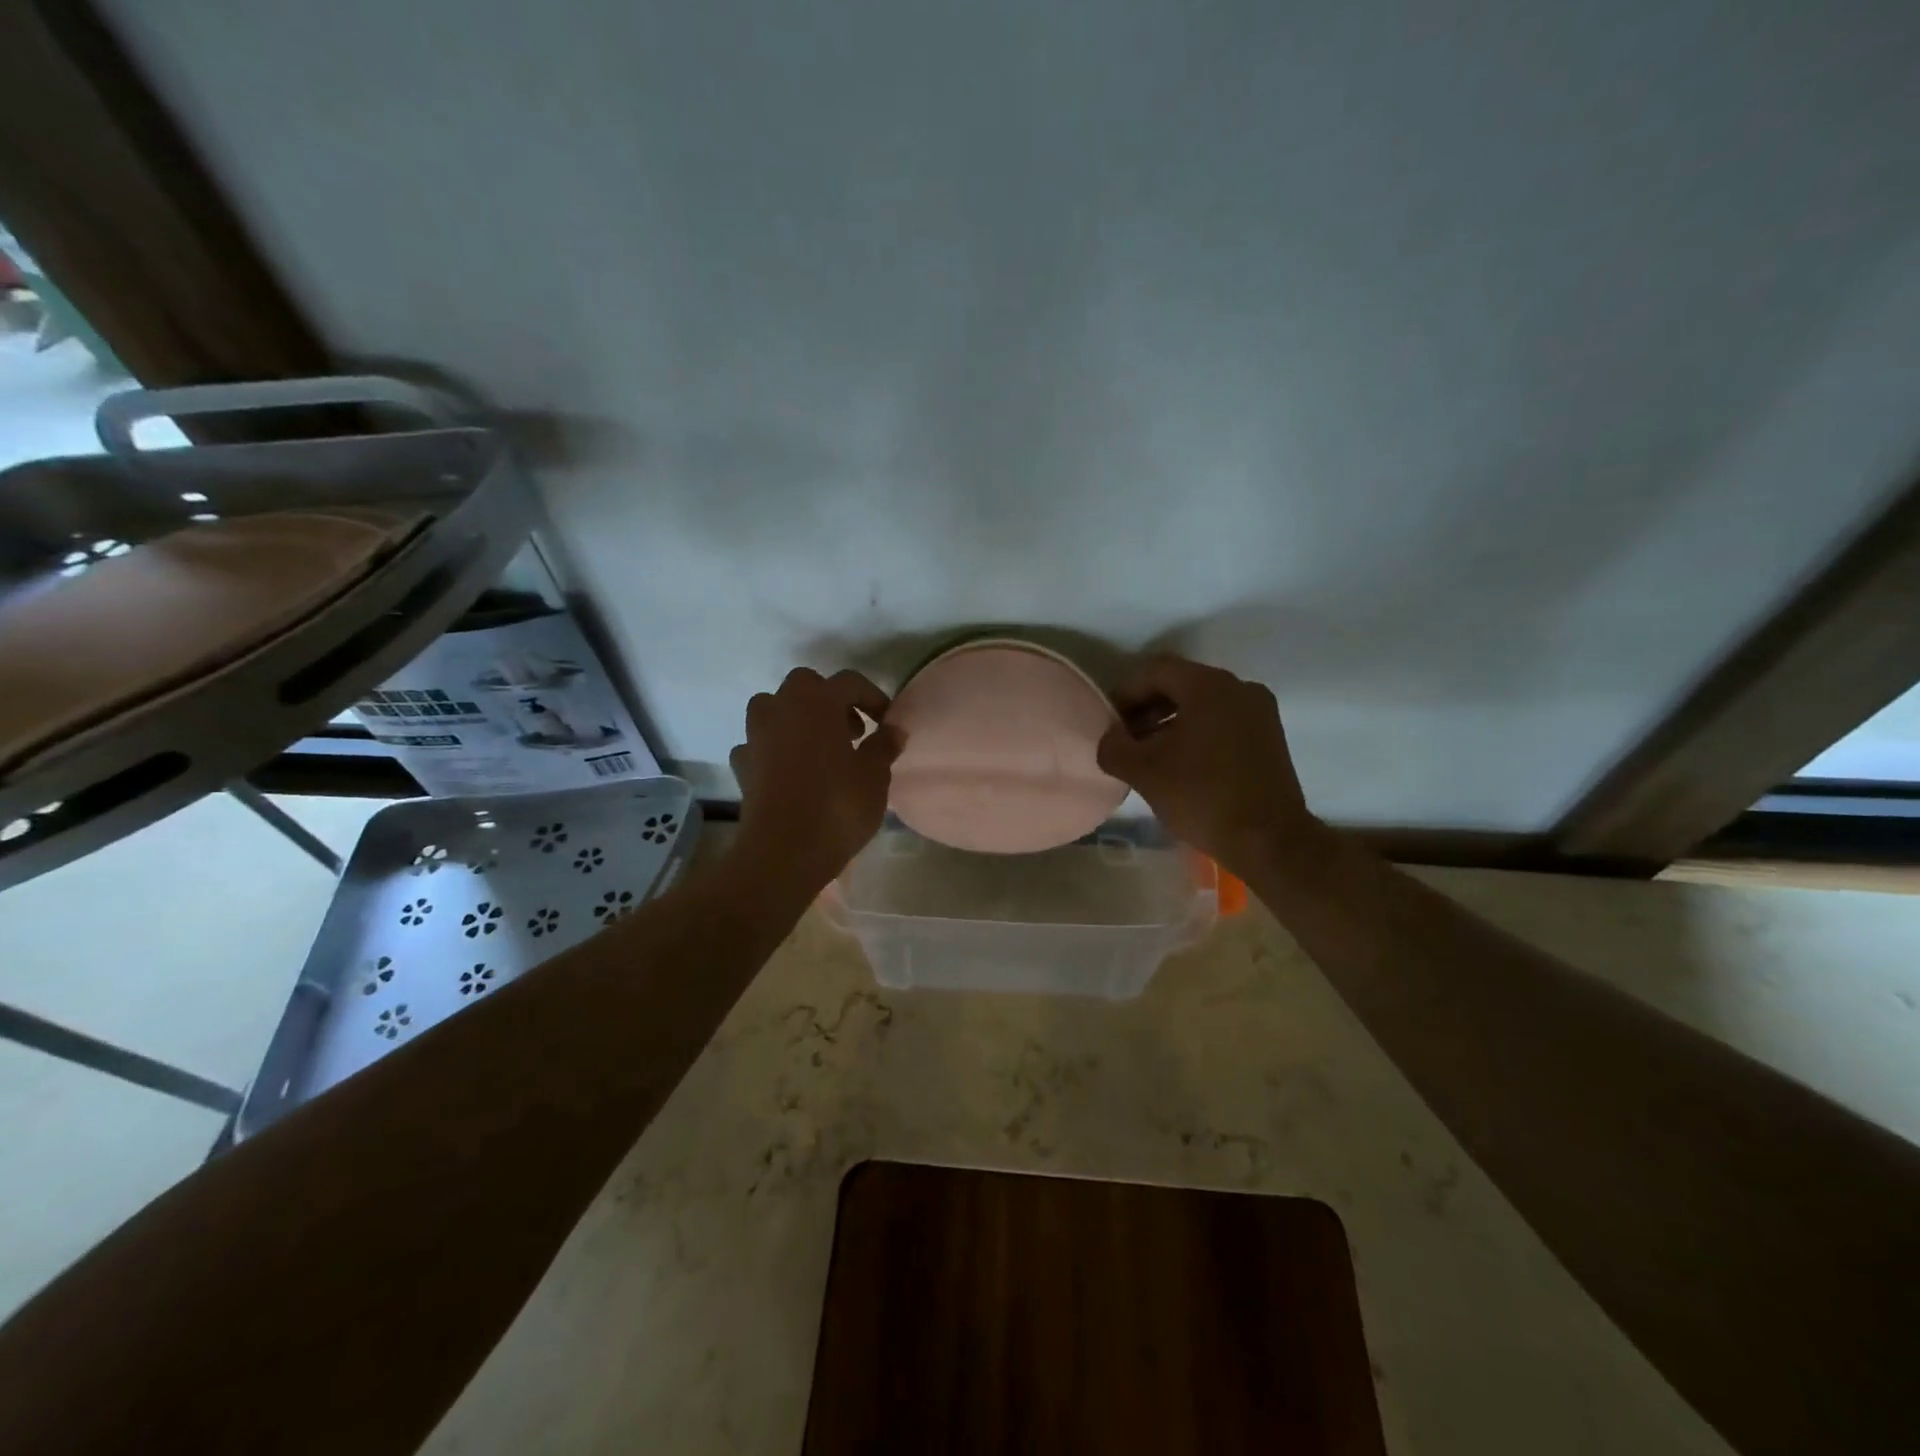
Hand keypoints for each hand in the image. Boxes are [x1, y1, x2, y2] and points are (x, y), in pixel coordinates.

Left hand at [729, 667, 903, 890]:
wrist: (783, 852)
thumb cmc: (837, 806)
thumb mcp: (875, 775)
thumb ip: (885, 745)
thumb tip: (894, 729)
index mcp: (817, 701)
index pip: (849, 681)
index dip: (872, 697)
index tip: (887, 722)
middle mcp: (781, 708)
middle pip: (805, 685)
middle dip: (829, 701)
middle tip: (851, 732)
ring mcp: (755, 735)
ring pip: (774, 709)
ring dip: (796, 719)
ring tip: (819, 748)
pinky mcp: (742, 765)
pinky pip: (759, 744)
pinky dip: (774, 749)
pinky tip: (789, 771)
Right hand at [1096, 655, 1316, 875]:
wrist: (1269, 841)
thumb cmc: (1202, 796)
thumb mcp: (1143, 772)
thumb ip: (1114, 747)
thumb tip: (1111, 738)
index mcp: (1209, 686)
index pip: (1155, 671)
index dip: (1125, 693)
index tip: (1110, 724)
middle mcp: (1239, 687)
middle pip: (1180, 684)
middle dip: (1147, 709)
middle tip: (1126, 740)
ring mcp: (1260, 712)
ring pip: (1202, 704)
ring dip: (1170, 723)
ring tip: (1150, 756)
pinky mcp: (1270, 737)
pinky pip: (1223, 721)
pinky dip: (1197, 733)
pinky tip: (1181, 765)